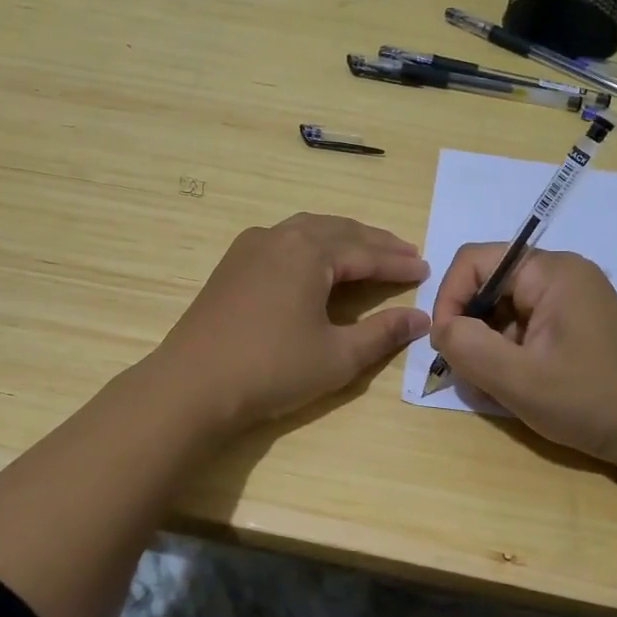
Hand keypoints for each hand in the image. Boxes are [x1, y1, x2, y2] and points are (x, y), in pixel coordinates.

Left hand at [155, 214, 430, 431]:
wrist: (192, 386)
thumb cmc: (271, 369)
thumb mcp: (337, 357)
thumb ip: (382, 333)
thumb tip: (421, 318)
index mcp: (308, 252)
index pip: (365, 252)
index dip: (397, 262)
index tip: (424, 269)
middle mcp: (279, 237)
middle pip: (338, 231)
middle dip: (374, 243)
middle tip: (405, 254)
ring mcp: (250, 247)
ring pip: (308, 230)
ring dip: (342, 239)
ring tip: (368, 252)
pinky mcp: (232, 264)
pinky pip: (283, 241)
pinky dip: (312, 245)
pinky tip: (316, 262)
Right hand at [429, 245, 616, 468]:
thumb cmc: (591, 401)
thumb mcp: (518, 378)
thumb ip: (466, 347)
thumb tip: (442, 328)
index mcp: (551, 271)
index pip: (474, 261)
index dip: (449, 299)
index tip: (445, 346)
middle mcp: (561, 276)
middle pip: (489, 287)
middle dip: (470, 330)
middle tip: (471, 376)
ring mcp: (572, 302)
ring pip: (504, 313)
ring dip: (489, 349)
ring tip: (496, 390)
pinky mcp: (577, 328)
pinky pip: (526, 330)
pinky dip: (511, 357)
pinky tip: (517, 390)